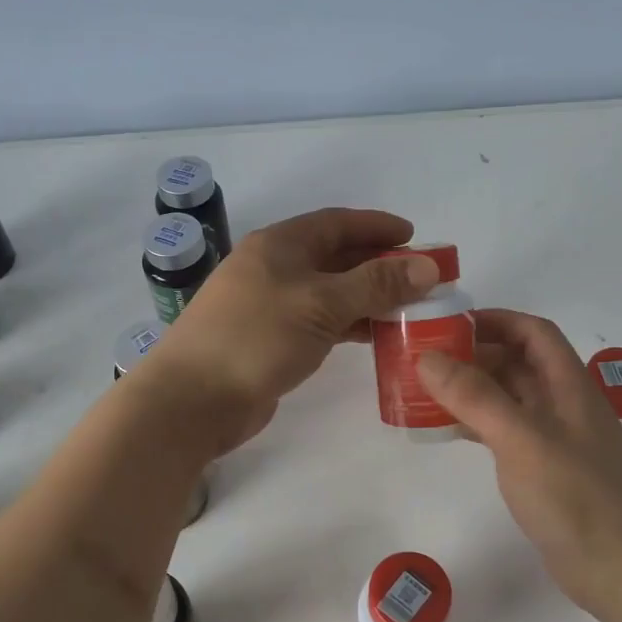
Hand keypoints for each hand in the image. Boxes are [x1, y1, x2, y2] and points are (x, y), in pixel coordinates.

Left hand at [146, 208, 440, 454]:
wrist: (193, 399)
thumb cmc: (257, 337)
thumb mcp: (322, 304)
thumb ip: (376, 284)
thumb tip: (428, 265)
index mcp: (280, 245)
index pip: (336, 223)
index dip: (376, 226)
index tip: (414, 236)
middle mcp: (273, 268)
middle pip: (334, 256)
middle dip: (377, 264)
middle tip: (419, 277)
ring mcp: (269, 305)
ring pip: (329, 292)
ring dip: (366, 297)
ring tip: (408, 308)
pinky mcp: (270, 340)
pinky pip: (319, 322)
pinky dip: (348, 324)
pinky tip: (374, 335)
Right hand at [417, 310, 621, 619]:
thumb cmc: (577, 497)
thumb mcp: (522, 439)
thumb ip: (475, 396)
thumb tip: (427, 357)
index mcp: (569, 385)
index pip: (534, 332)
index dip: (495, 320)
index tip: (449, 325)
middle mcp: (564, 405)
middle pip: (518, 363)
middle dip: (474, 355)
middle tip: (424, 360)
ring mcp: (556, 440)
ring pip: (509, 399)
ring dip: (472, 390)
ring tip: (425, 391)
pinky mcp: (546, 471)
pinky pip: (506, 432)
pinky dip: (477, 424)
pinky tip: (448, 431)